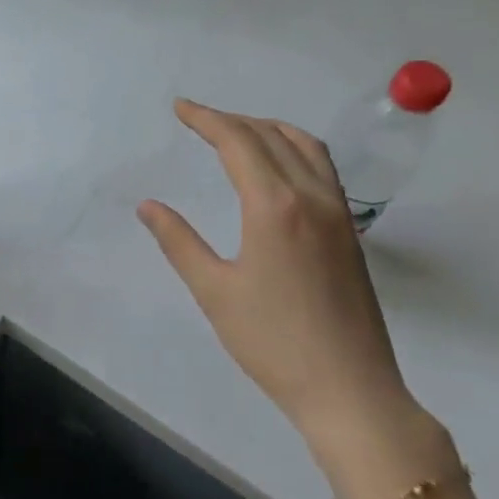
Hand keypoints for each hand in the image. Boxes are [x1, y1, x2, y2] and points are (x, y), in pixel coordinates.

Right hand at [137, 100, 424, 451]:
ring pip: (306, 147)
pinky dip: (295, 149)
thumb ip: (179, 241)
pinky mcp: (349, 233)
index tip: (180, 108)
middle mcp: (312, 197)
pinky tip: (277, 168)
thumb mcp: (214, 291)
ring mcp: (338, 214)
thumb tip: (148, 206)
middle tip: (197, 118)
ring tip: (237, 131)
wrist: (350, 390)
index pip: (239, 142)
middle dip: (232, 120)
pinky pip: (323, 169)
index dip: (206, 119)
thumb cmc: (272, 343)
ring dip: (268, 129)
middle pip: (272, 136)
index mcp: (275, 206)